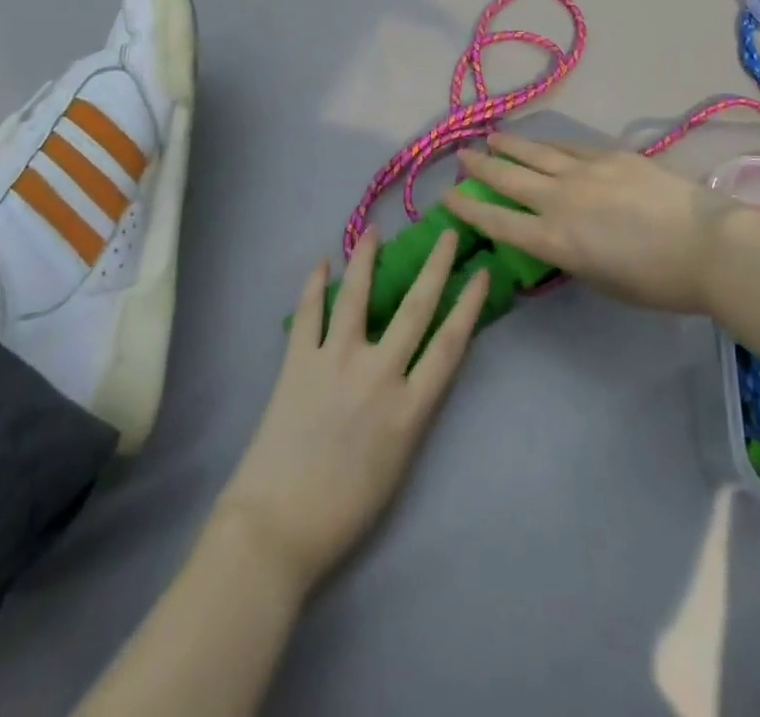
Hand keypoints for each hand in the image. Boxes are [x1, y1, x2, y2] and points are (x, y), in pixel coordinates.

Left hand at [213, 229, 489, 592]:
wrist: (277, 528)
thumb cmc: (345, 510)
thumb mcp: (399, 464)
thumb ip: (410, 412)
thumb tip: (413, 373)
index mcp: (409, 409)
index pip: (449, 344)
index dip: (469, 305)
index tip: (481, 272)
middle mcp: (378, 374)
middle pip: (415, 309)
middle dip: (435, 267)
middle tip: (446, 234)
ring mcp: (335, 363)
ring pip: (357, 298)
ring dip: (367, 261)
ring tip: (374, 231)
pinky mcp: (297, 363)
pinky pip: (308, 315)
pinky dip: (314, 287)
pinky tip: (321, 264)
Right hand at [445, 134, 740, 314]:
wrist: (706, 244)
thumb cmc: (656, 281)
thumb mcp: (600, 280)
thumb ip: (571, 255)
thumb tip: (557, 236)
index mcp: (555, 240)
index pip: (498, 221)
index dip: (468, 208)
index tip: (447, 196)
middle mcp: (560, 200)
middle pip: (509, 179)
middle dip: (481, 167)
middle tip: (461, 156)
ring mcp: (584, 171)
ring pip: (535, 154)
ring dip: (509, 146)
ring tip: (490, 137)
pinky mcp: (609, 155)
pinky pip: (568, 146)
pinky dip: (547, 143)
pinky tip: (538, 139)